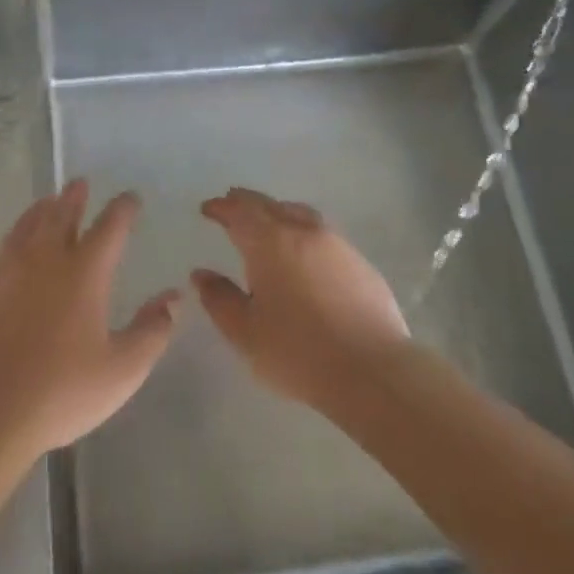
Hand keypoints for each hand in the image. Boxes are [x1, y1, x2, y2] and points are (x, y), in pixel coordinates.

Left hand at [0, 180, 179, 458]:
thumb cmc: (62, 390)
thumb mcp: (123, 369)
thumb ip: (152, 330)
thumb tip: (174, 296)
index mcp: (85, 272)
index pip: (110, 227)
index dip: (123, 209)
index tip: (130, 197)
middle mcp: (44, 259)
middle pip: (60, 214)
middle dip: (74, 197)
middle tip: (78, 183)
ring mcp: (4, 270)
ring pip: (23, 228)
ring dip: (38, 212)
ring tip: (44, 203)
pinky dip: (4, 253)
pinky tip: (1, 261)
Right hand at [193, 187, 410, 411]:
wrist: (372, 370)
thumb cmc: (298, 352)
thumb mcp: (245, 332)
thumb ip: (220, 299)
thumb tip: (201, 274)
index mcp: (270, 243)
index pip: (240, 212)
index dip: (222, 207)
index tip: (208, 208)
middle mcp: (304, 232)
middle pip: (271, 206)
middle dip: (247, 203)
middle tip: (232, 204)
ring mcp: (338, 245)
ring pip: (301, 214)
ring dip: (278, 212)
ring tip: (268, 222)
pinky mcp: (361, 264)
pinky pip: (323, 235)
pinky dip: (304, 233)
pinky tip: (304, 253)